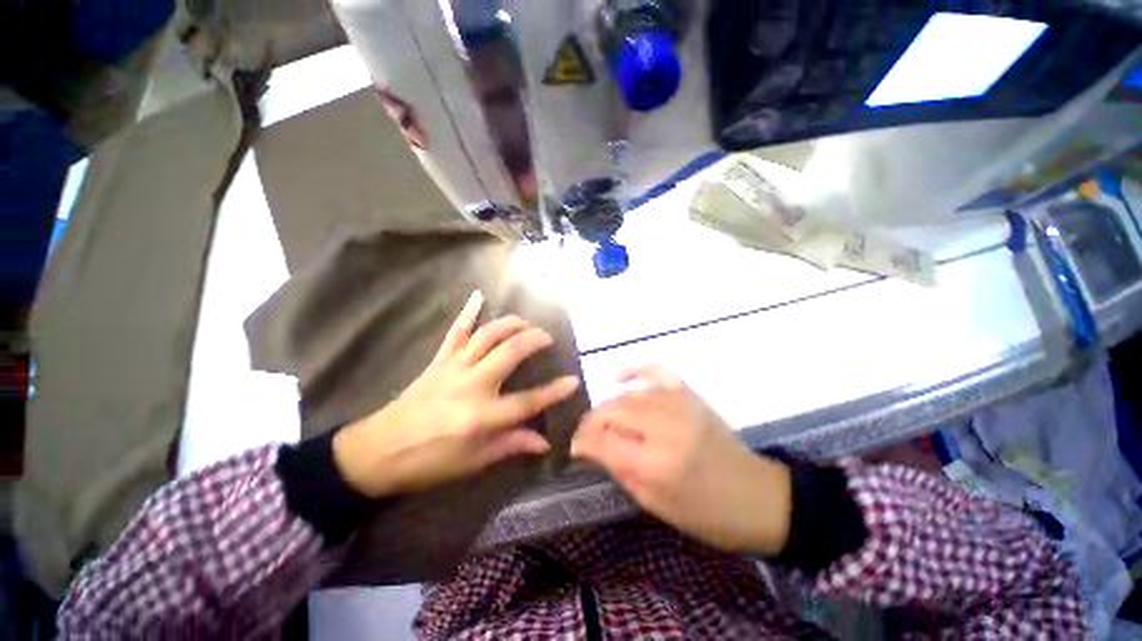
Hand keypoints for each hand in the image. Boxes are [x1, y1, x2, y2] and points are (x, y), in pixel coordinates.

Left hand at [332, 291, 579, 497]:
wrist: (379, 451)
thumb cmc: (430, 461)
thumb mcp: (474, 462)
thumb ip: (511, 445)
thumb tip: (544, 442)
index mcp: (483, 416)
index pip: (528, 401)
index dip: (554, 391)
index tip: (573, 381)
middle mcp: (473, 385)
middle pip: (511, 353)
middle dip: (534, 340)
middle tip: (547, 338)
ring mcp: (455, 367)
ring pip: (488, 336)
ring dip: (511, 324)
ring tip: (526, 323)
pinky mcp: (439, 360)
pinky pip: (456, 331)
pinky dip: (467, 312)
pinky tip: (478, 296)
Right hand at [571, 366, 791, 555]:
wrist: (758, 496)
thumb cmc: (706, 513)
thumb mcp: (654, 504)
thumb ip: (619, 470)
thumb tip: (591, 448)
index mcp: (656, 463)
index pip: (603, 441)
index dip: (582, 441)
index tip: (574, 447)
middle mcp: (664, 427)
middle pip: (611, 412)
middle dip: (591, 423)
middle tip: (586, 435)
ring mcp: (679, 405)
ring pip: (627, 395)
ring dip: (607, 405)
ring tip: (601, 419)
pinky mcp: (690, 394)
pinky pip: (655, 370)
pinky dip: (634, 370)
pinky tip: (618, 378)